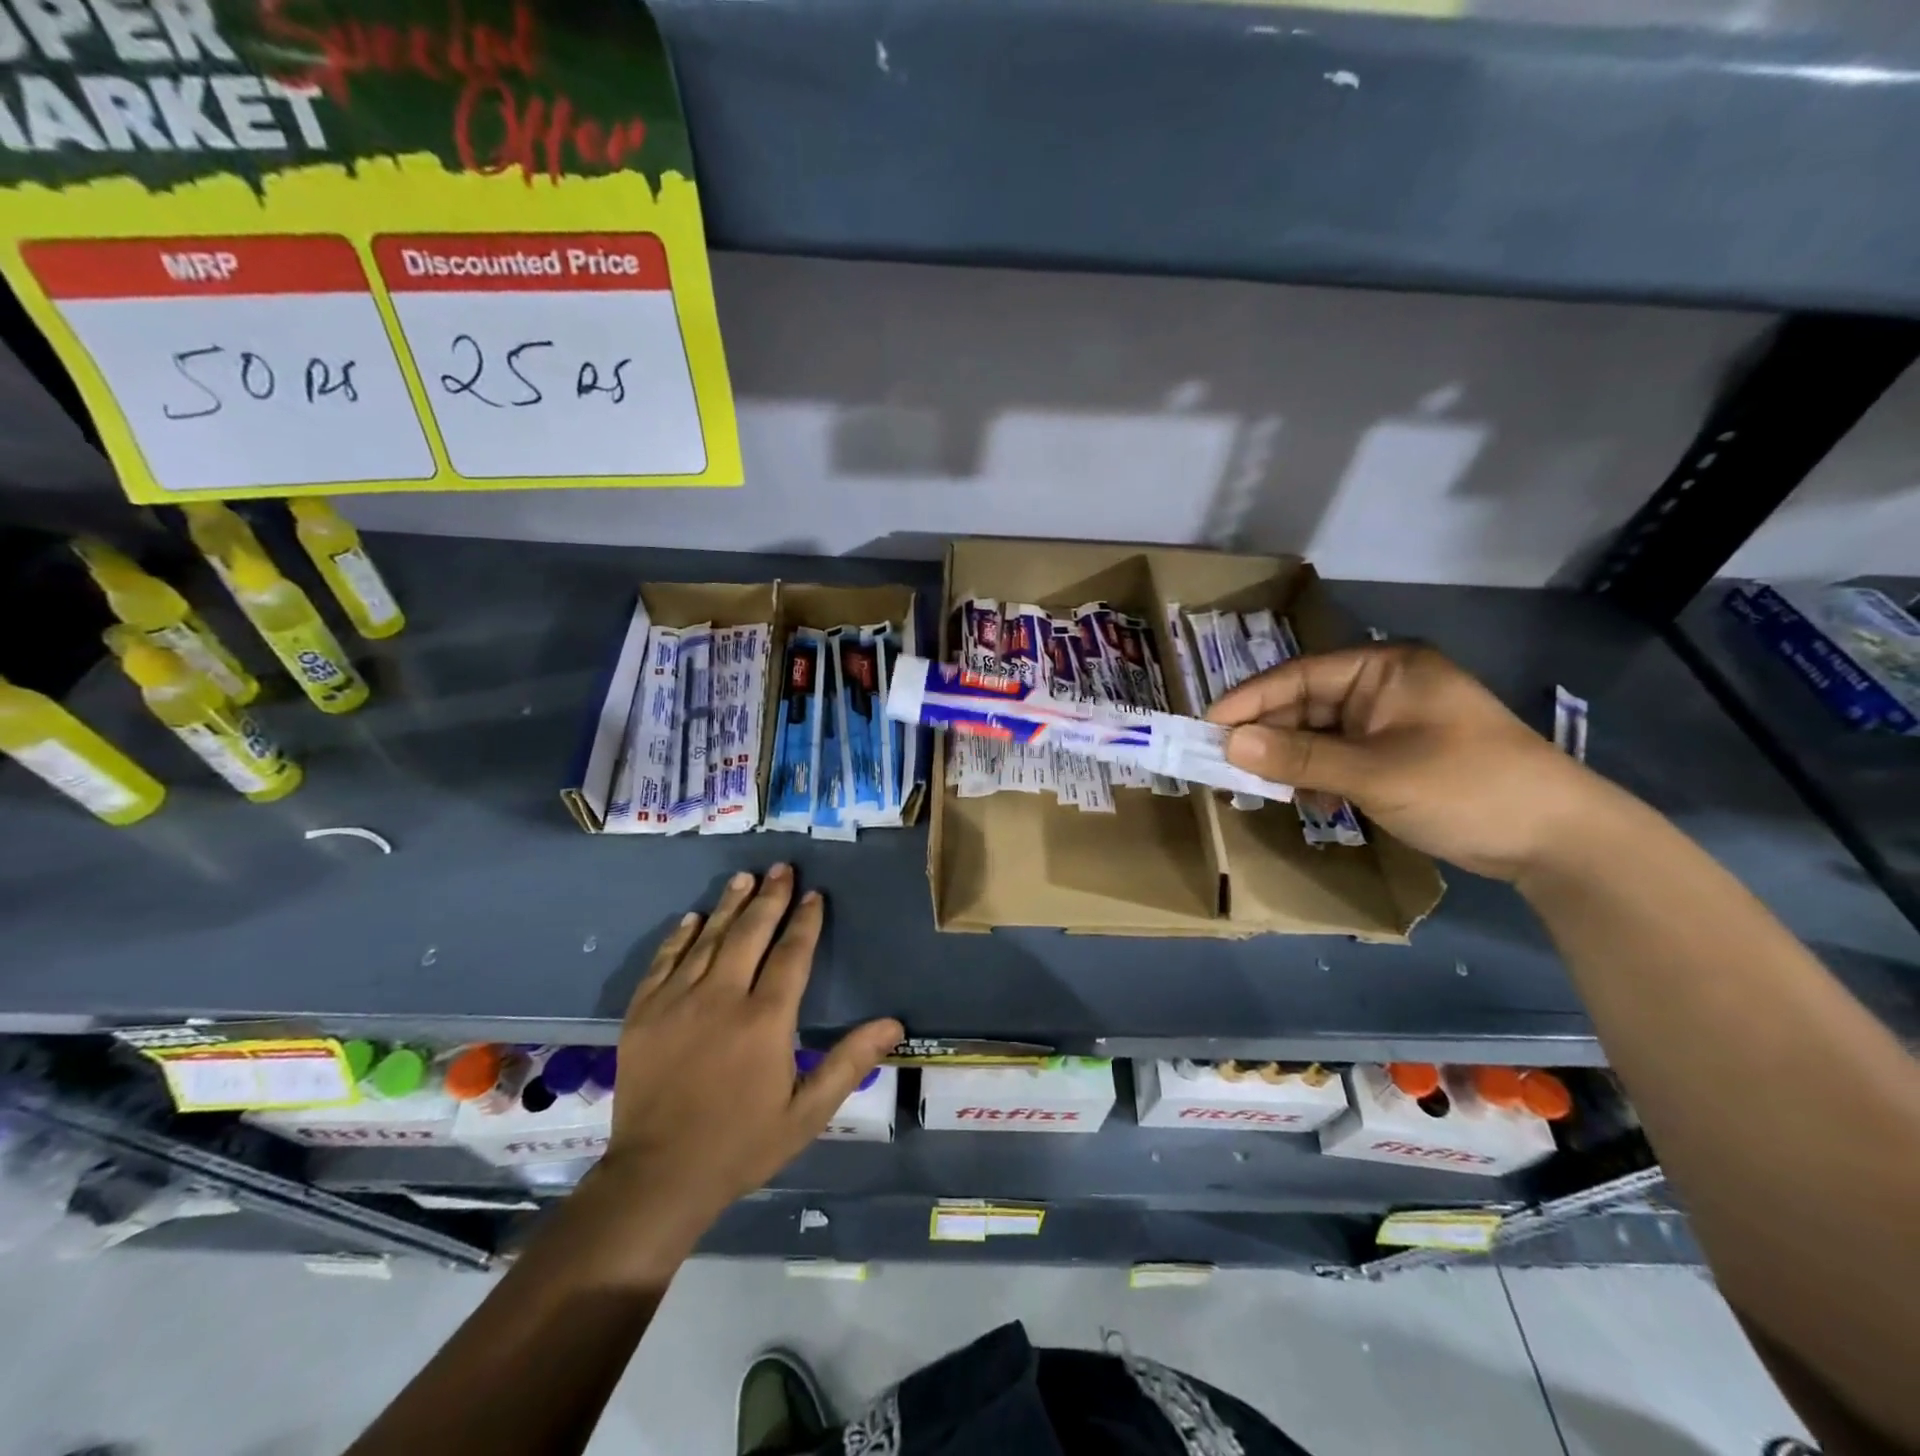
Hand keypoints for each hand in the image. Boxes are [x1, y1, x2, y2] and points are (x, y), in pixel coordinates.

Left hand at [600, 866, 900, 1226]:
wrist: (658, 1178)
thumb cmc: (742, 1144)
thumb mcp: (807, 1111)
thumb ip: (849, 1062)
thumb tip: (894, 1023)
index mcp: (766, 1019)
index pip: (792, 954)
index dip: (805, 921)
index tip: (814, 895)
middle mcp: (722, 998)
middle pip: (751, 933)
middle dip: (770, 897)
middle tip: (781, 868)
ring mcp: (677, 1002)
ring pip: (709, 939)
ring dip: (730, 905)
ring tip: (745, 877)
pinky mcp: (644, 1014)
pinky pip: (664, 962)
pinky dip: (680, 936)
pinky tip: (693, 918)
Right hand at [1206, 644, 1608, 880]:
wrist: (1559, 840)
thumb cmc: (1467, 787)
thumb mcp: (1375, 773)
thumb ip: (1299, 758)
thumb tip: (1228, 744)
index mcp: (1384, 669)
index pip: (1298, 676)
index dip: (1249, 701)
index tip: (1207, 728)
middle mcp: (1383, 687)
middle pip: (1304, 705)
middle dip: (1268, 737)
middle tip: (1226, 766)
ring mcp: (1390, 722)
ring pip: (1318, 735)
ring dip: (1291, 762)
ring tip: (1266, 790)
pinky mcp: (1396, 755)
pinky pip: (1338, 758)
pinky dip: (1318, 778)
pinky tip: (1314, 803)